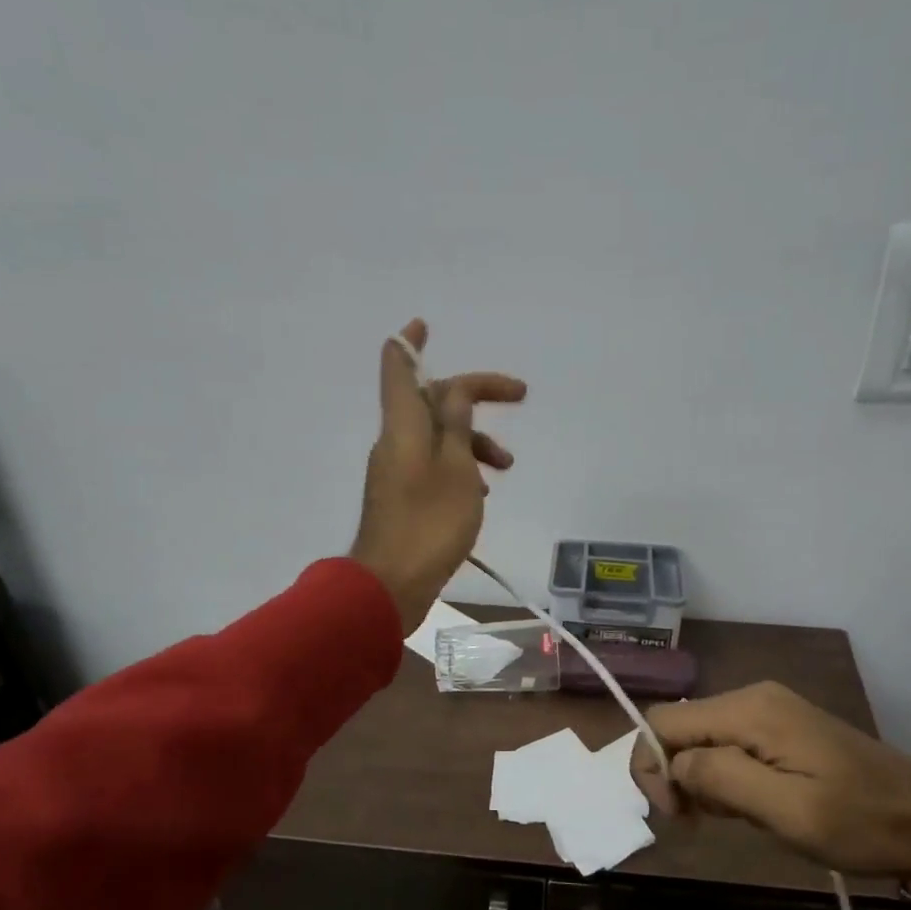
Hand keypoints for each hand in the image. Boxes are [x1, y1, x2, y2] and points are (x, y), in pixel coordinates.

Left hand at [350, 320, 525, 631]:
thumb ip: (458, 425)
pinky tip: (481, 493)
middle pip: (433, 401)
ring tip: (506, 466)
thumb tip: (455, 392)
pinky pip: (434, 466)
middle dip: (474, 396)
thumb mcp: (456, 468)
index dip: (411, 342)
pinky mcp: (402, 498)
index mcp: (404, 425)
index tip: (424, 324)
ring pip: (439, 438)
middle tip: (519, 395)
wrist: (391, 585)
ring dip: (474, 441)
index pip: (400, 368)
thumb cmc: (429, 523)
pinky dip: (460, 468)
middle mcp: (395, 441)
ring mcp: (396, 471)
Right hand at [630, 682, 910, 884]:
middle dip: (677, 776)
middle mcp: (752, 697)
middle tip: (704, 822)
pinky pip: (727, 743)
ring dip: (702, 780)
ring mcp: (767, 708)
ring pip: (701, 738)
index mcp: (749, 710)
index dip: (652, 766)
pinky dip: (723, 776)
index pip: (664, 721)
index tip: (675, 814)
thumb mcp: (788, 811)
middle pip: (680, 728)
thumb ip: (722, 779)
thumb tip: (674, 763)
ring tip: (737, 816)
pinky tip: (750, 803)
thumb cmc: (858, 822)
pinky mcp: (779, 724)